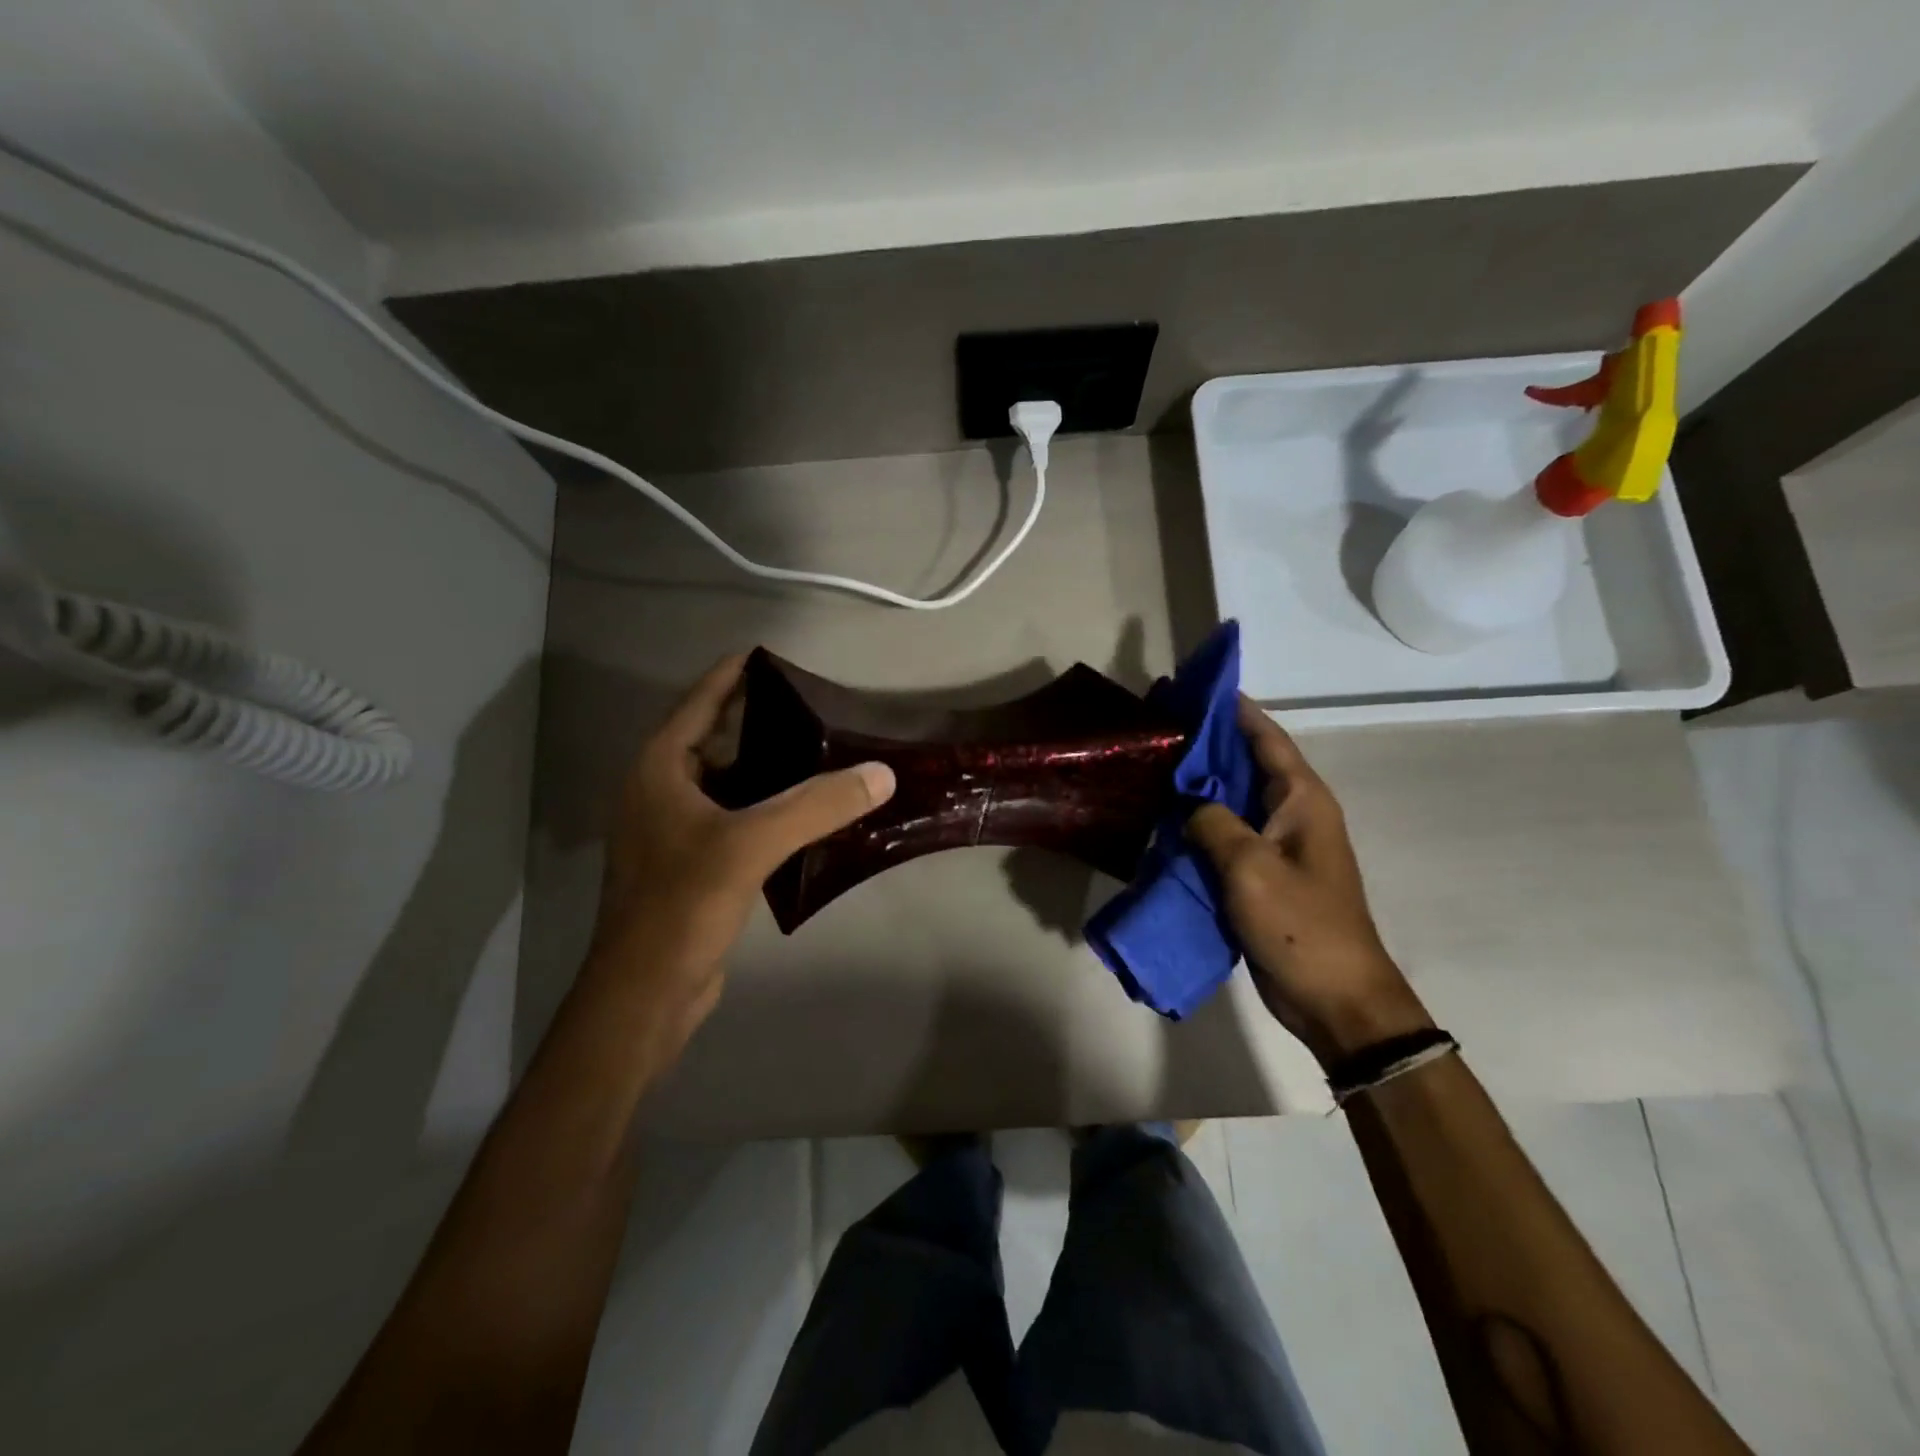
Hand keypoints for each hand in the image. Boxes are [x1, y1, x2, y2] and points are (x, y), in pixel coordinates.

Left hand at [586, 654, 895, 1056]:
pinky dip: (767, 809)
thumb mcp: (749, 845)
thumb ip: (815, 805)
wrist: (645, 994)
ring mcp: (673, 831)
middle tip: (817, 708)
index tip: (774, 655)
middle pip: (716, 739)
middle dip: (762, 722)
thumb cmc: (681, 906)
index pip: (700, 702)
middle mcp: (661, 791)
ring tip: (822, 754)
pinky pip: (734, 819)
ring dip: (769, 769)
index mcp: (659, 770)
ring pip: (728, 783)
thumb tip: (881, 773)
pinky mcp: (691, 865)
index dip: (734, 674)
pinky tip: (807, 814)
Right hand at [1186, 698, 1431, 1066]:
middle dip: (1207, 742)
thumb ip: (1213, 822)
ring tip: (1153, 765)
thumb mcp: (1250, 867)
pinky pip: (1225, 835)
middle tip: (1159, 724)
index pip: (1266, 737)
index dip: (1233, 709)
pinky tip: (1163, 819)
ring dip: (1199, 784)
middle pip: (1246, 763)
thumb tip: (1189, 804)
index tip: (1194, 686)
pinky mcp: (1261, 873)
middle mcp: (1292, 813)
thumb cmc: (1301, 925)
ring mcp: (1276, 844)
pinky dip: (1198, 823)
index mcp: (1302, 799)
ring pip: (1232, 800)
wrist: (1334, 997)